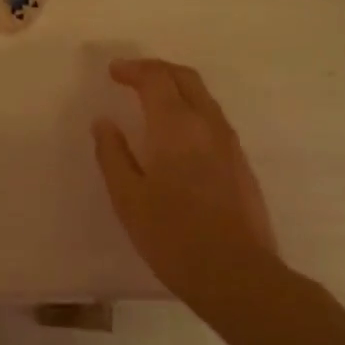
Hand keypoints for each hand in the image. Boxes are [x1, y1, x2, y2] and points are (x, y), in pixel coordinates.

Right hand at [92, 58, 281, 305]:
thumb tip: (104, 123)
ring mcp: (229, 143)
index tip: (113, 72)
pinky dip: (191, 108)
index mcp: (176, 126)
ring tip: (152, 99)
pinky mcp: (241, 163)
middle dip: (158, 69)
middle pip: (185, 78)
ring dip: (176, 87)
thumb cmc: (173, 236)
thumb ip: (113, 155)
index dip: (133, 69)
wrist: (238, 275)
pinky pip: (213, 118)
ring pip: (203, 97)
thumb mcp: (128, 198)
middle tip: (132, 76)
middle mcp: (207, 124)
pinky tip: (177, 132)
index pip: (156, 78)